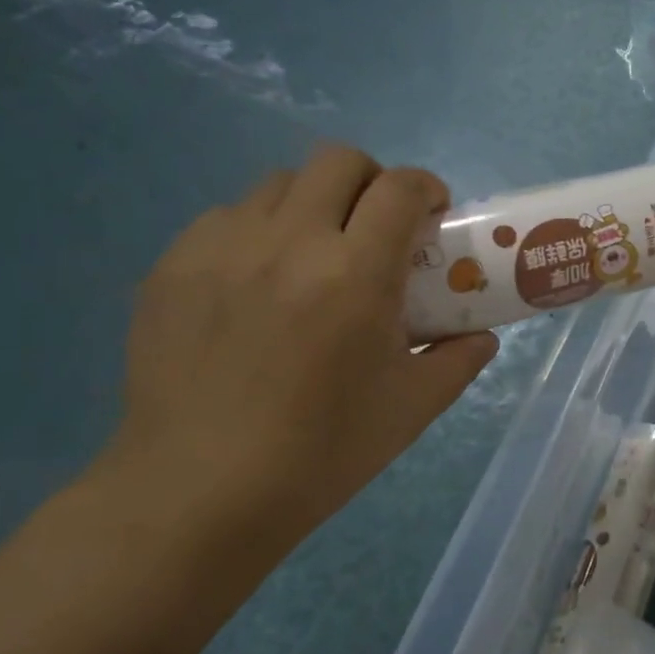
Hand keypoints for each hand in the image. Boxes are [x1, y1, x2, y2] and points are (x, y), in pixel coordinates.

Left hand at [90, 144, 497, 559]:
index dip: (427, 188)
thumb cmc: (321, 452)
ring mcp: (222, 248)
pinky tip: (256, 285)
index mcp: (355, 273)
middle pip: (338, 161)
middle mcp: (288, 241)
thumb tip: (481, 336)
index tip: (433, 214)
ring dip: (312, 204)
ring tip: (313, 256)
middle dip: (372, 181)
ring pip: (278, 183)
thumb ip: (458, 360)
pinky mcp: (172, 266)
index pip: (401, 188)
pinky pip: (226, 218)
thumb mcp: (410, 409)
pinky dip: (257, 232)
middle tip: (376, 228)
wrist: (200, 492)